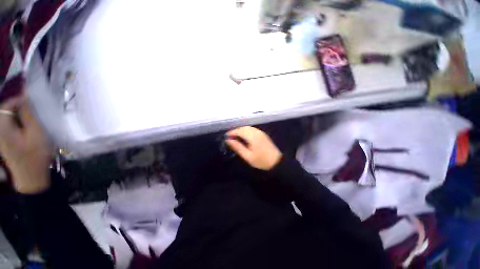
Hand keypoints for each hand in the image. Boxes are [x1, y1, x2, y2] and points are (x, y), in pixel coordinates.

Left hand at [0, 96, 51, 193]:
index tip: (31, 98)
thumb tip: (24, 97)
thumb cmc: (36, 155)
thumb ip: (28, 115)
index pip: (6, 105)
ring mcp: (0, 137)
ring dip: (18, 114)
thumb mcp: (36, 133)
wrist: (31, 177)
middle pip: (5, 111)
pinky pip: (8, 125)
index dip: (18, 98)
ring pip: (6, 118)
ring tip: (30, 116)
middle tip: (32, 107)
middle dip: (18, 105)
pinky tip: (26, 125)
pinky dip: (17, 121)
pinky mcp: (4, 141)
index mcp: (3, 127)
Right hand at [226, 126, 281, 170]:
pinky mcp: (262, 134)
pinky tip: (244, 137)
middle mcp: (256, 132)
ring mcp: (260, 132)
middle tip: (229, 137)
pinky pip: (252, 129)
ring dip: (240, 131)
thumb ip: (238, 147)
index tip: (226, 136)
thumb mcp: (247, 156)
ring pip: (248, 128)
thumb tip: (228, 140)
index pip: (240, 131)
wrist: (276, 162)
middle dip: (236, 131)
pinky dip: (246, 131)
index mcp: (252, 136)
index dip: (232, 132)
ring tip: (235, 137)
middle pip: (244, 128)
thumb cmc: (261, 160)